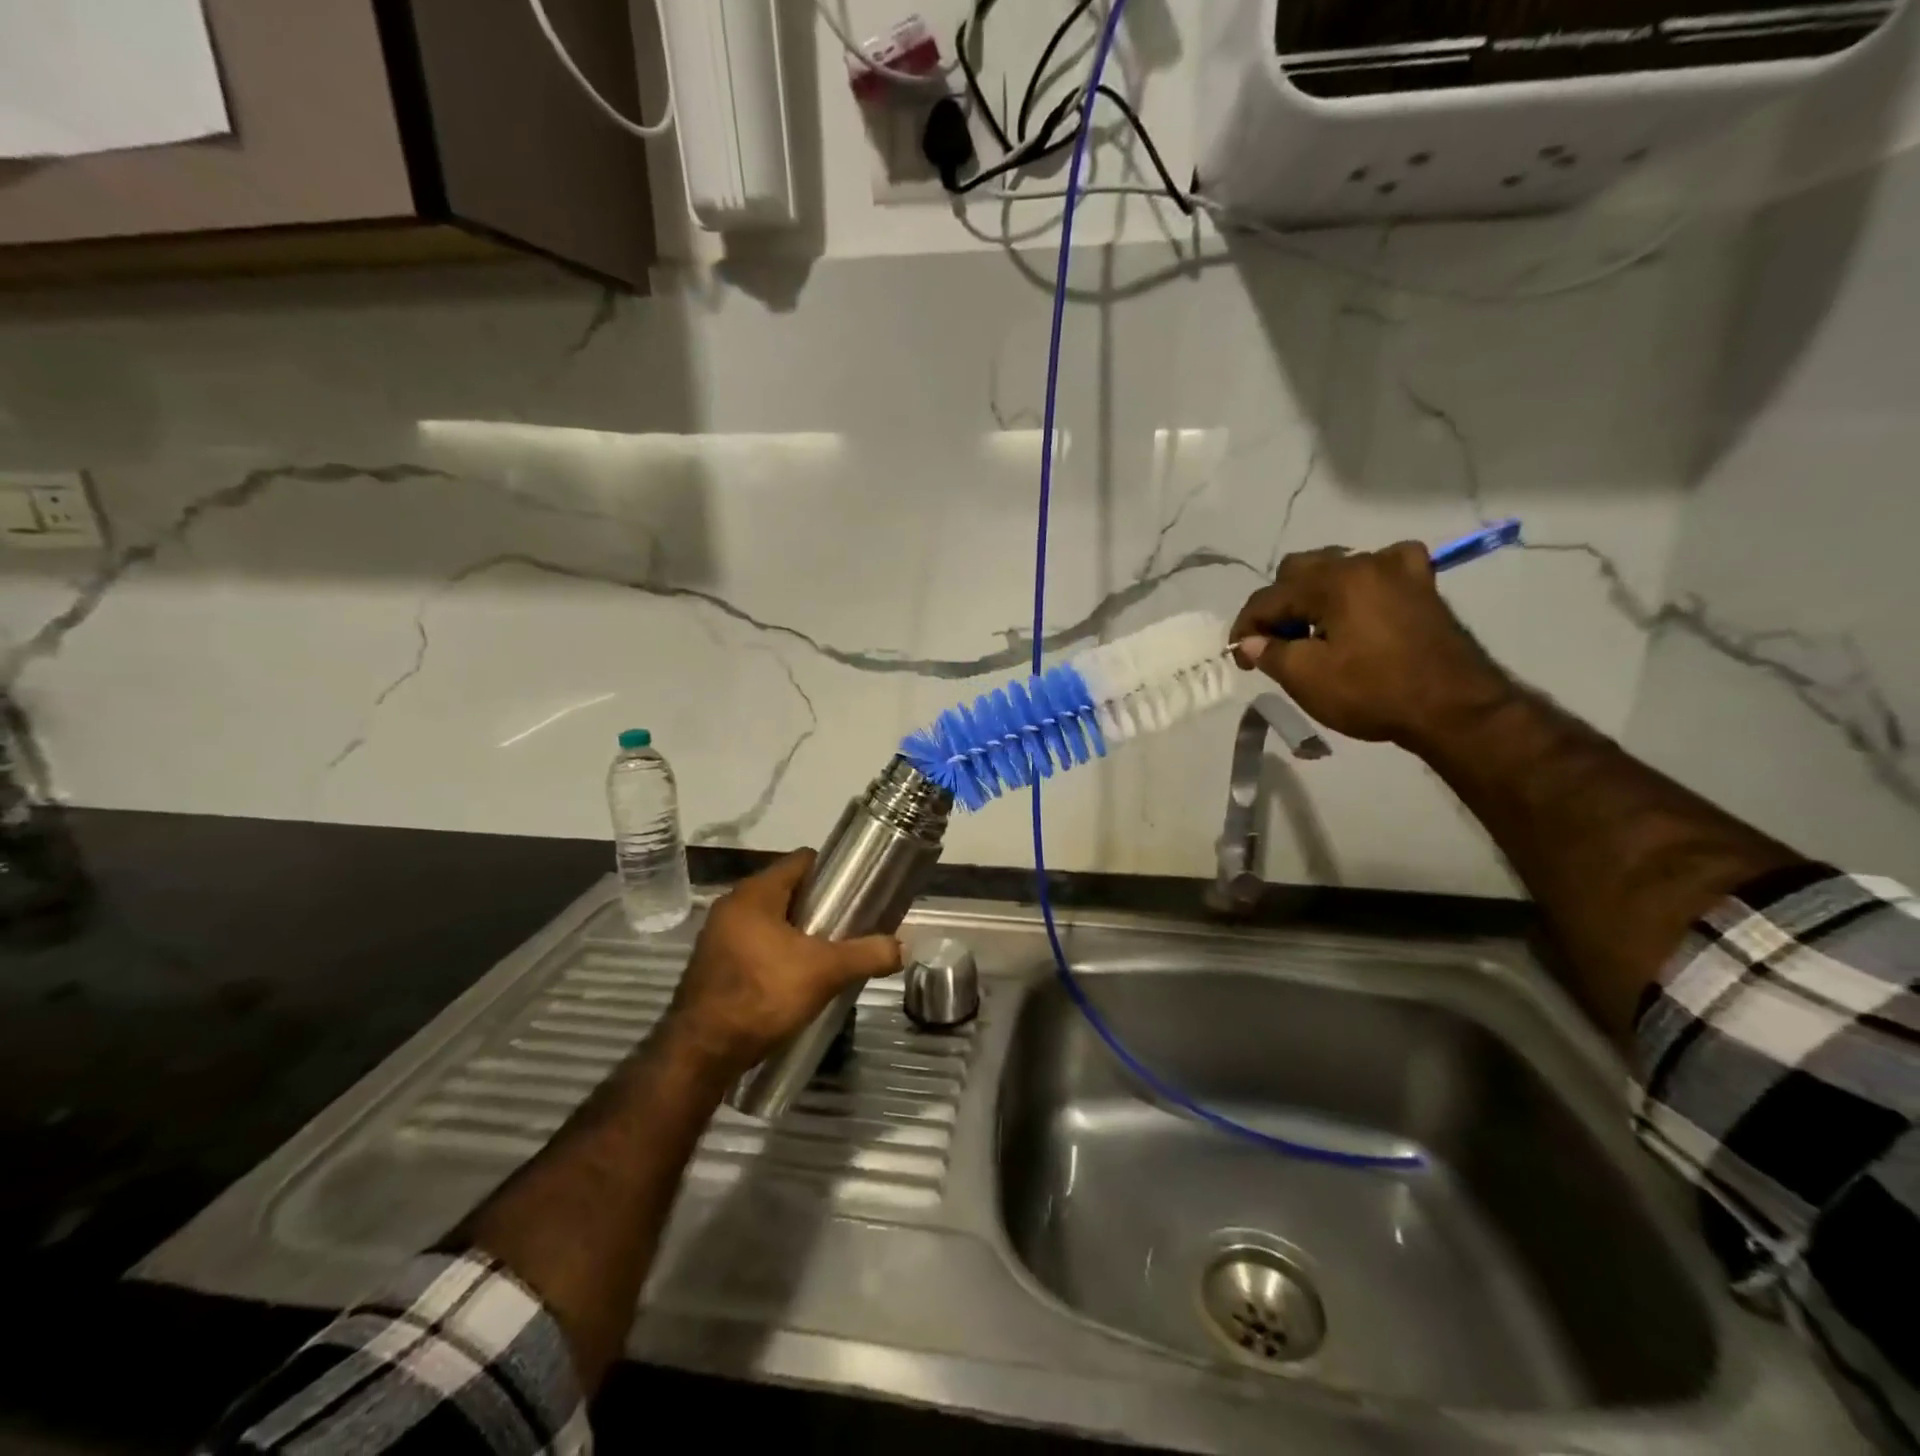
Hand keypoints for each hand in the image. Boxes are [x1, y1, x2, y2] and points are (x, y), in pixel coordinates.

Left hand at [662, 850, 902, 1078]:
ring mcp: (717, 936)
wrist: (701, 1053)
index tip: (856, 890)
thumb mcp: (825, 972)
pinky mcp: (712, 965)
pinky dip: (776, 952)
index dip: (832, 871)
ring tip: (827, 953)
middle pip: (787, 891)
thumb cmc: (763, 995)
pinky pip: (753, 944)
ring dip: (796, 932)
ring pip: (770, 920)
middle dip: (818, 906)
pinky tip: (795, 977)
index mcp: (755, 893)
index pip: (801, 861)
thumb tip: (901, 947)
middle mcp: (732, 905)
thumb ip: (866, 954)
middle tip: (847, 925)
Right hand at [1230, 544, 1515, 748]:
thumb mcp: (1307, 679)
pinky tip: (1362, 602)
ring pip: (1337, 568)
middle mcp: (1362, 562)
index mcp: (1331, 582)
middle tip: (1275, 645)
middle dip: (1278, 608)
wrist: (1455, 709)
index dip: (1246, 629)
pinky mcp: (1422, 585)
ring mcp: (1398, 569)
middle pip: (1299, 571)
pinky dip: (1362, 583)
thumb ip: (1270, 653)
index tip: (1241, 660)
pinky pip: (1383, 567)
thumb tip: (1252, 641)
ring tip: (1313, 632)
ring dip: (1314, 596)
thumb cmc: (1374, 692)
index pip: (1268, 598)